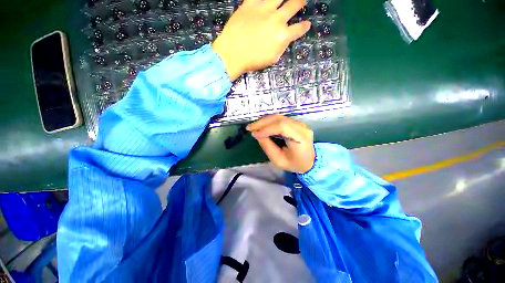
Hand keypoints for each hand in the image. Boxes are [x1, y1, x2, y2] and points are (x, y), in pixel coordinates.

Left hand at [212, 0, 310, 80]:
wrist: (232, 54)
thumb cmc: (252, 61)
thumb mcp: (272, 59)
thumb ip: (281, 47)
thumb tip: (285, 39)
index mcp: (282, 36)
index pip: (298, 29)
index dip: (304, 27)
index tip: (307, 24)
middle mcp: (277, 19)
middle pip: (293, 5)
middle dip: (300, 2)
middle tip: (301, 1)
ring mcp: (264, 9)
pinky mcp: (250, 4)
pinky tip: (265, 0)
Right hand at [247, 115, 314, 173]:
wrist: (310, 161)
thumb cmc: (295, 164)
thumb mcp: (279, 161)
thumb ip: (268, 147)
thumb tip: (257, 135)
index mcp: (300, 139)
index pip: (282, 127)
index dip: (266, 129)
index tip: (254, 134)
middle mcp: (302, 128)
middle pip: (280, 119)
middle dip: (262, 122)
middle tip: (250, 128)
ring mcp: (300, 124)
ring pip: (279, 117)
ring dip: (264, 121)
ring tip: (253, 126)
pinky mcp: (296, 124)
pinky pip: (281, 119)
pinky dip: (269, 122)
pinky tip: (262, 125)